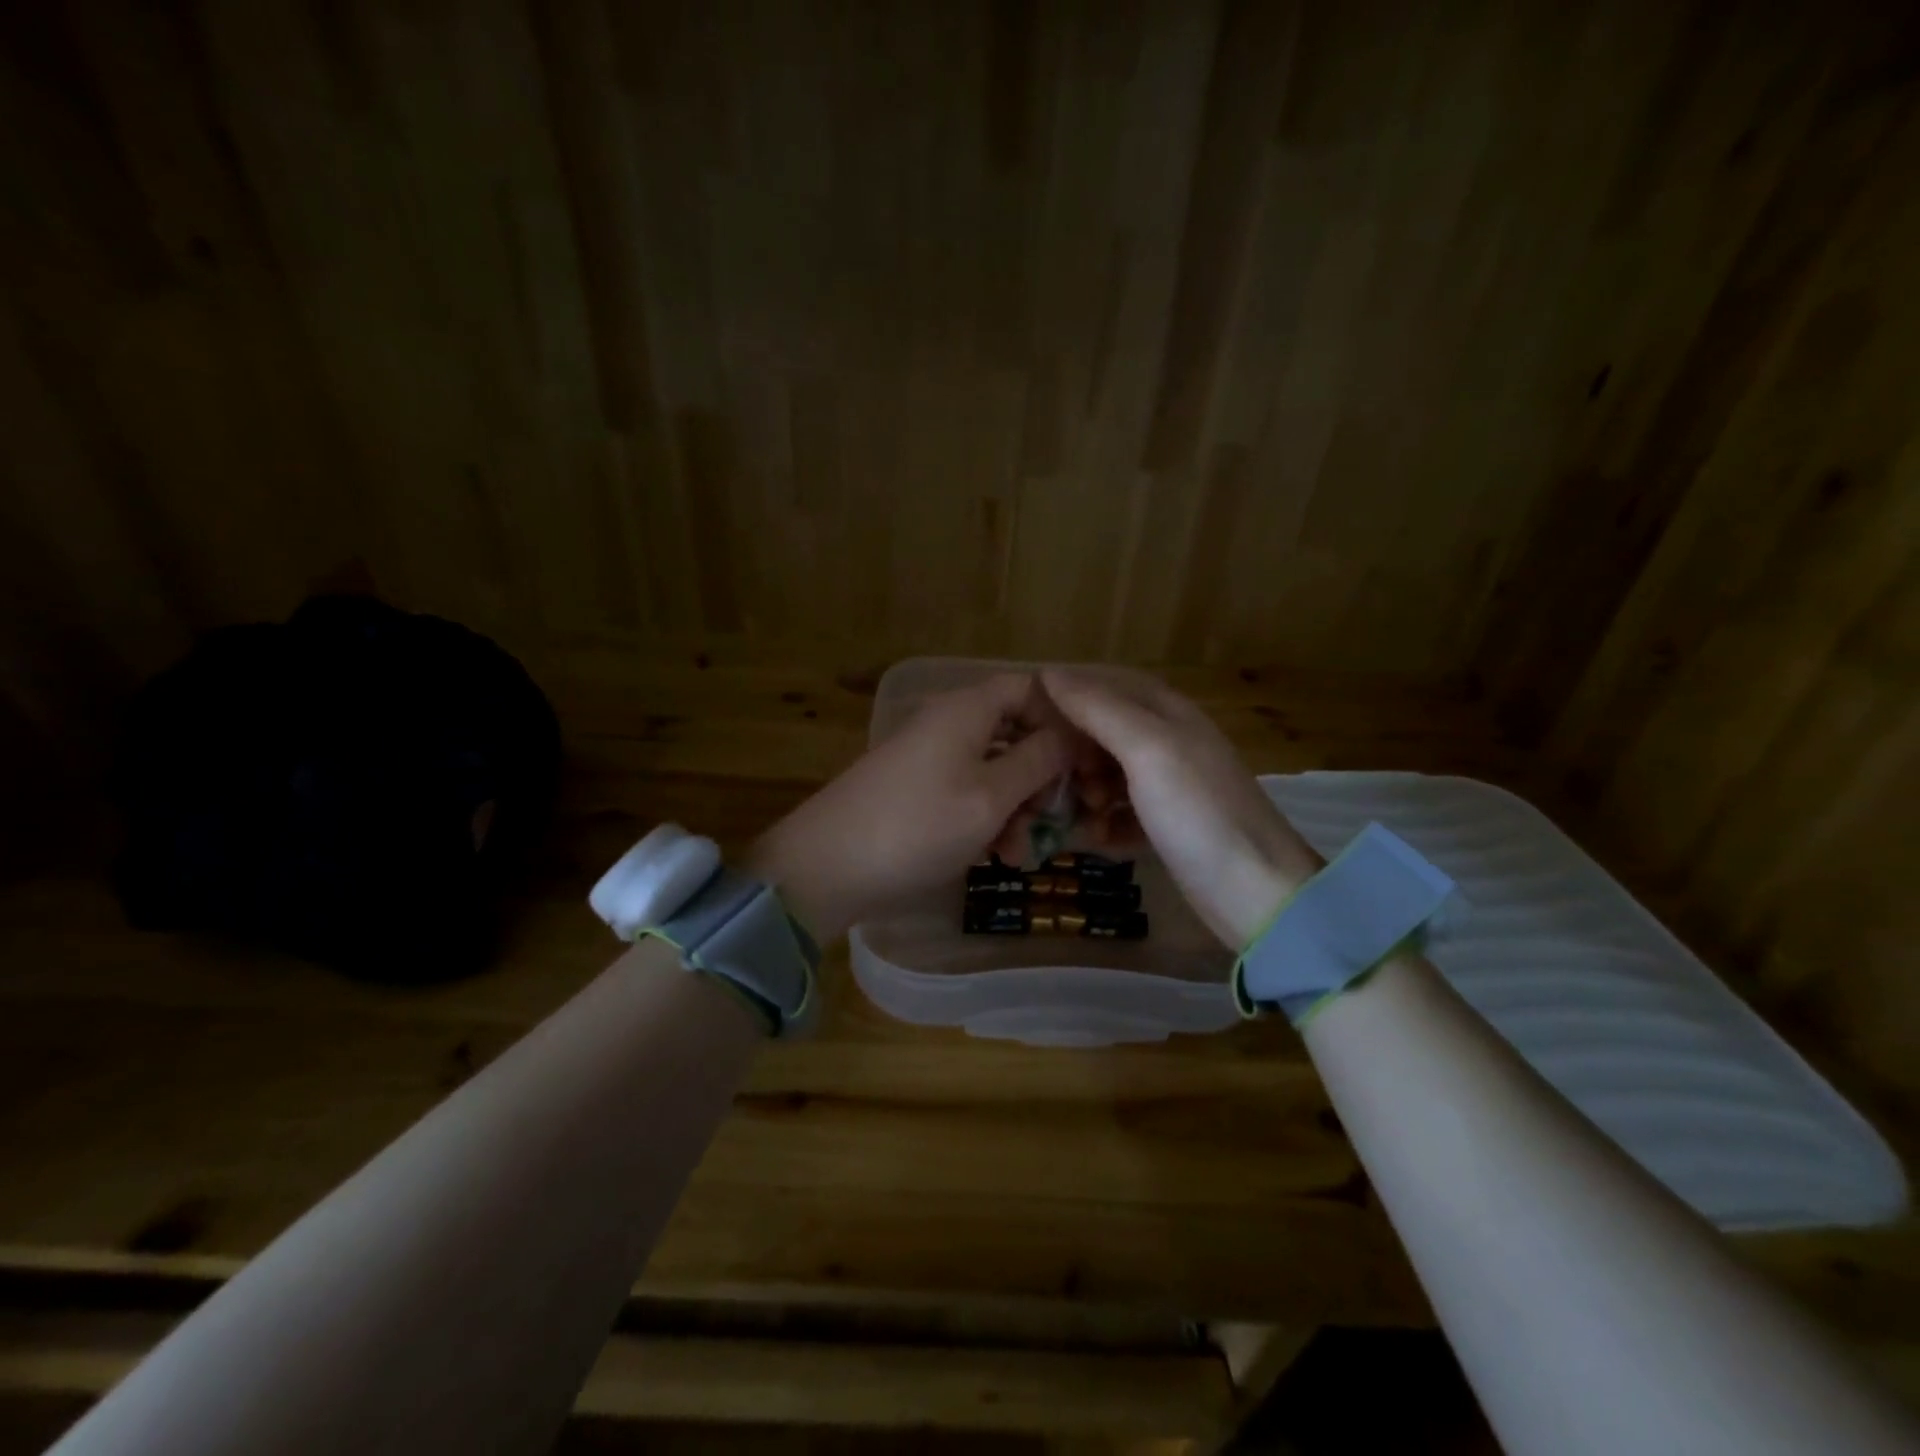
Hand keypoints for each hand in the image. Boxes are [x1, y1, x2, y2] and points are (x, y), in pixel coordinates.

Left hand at [749, 674, 1071, 940]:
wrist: (824, 868)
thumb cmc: (917, 826)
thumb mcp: (990, 797)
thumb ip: (1037, 762)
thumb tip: (1070, 735)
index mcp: (968, 709)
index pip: (1031, 689)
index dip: (1064, 721)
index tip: (1088, 764)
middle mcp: (949, 723)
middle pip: (1016, 733)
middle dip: (1043, 780)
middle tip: (1054, 823)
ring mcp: (929, 758)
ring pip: (994, 770)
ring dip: (1017, 810)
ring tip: (1018, 856)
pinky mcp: (916, 790)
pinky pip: (967, 793)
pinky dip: (987, 820)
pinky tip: (994, 858)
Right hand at [1039, 669, 1323, 948]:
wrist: (1257, 894)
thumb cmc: (1198, 813)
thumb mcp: (1147, 750)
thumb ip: (1099, 709)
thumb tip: (1049, 673)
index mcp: (1167, 712)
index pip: (1104, 683)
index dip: (1065, 695)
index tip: (1025, 719)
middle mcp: (1168, 741)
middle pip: (1102, 729)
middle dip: (1072, 750)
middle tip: (1050, 777)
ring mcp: (1170, 785)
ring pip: (1108, 772)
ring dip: (1085, 788)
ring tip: (1079, 812)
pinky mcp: (1168, 825)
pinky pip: (1121, 811)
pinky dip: (1104, 822)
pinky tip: (1097, 839)